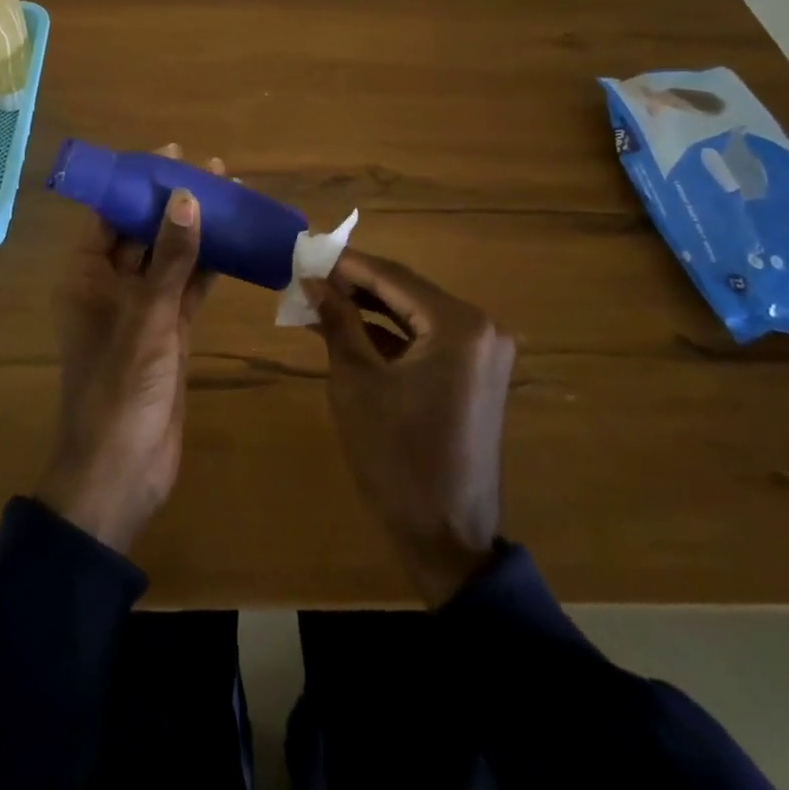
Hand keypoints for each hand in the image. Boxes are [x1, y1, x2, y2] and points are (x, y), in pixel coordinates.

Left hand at [36, 146, 223, 553]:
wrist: (122, 472)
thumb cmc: (120, 388)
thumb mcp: (148, 317)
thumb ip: (169, 258)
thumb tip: (185, 197)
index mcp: (86, 275)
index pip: (110, 214)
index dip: (138, 183)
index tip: (172, 156)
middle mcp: (109, 285)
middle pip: (143, 231)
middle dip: (175, 201)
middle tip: (213, 170)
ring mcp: (141, 310)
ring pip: (170, 258)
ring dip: (197, 231)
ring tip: (231, 195)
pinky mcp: (168, 333)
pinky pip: (188, 288)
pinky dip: (209, 267)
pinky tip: (235, 242)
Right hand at [307, 250, 516, 605]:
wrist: (446, 538)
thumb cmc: (396, 457)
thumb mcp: (356, 382)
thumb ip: (338, 321)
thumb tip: (313, 280)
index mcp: (458, 325)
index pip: (393, 277)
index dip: (346, 265)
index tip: (306, 251)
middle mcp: (480, 328)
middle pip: (406, 291)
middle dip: (356, 285)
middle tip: (309, 275)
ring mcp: (482, 352)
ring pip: (414, 313)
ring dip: (370, 308)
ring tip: (320, 299)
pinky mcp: (475, 374)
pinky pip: (426, 339)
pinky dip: (389, 334)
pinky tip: (349, 328)